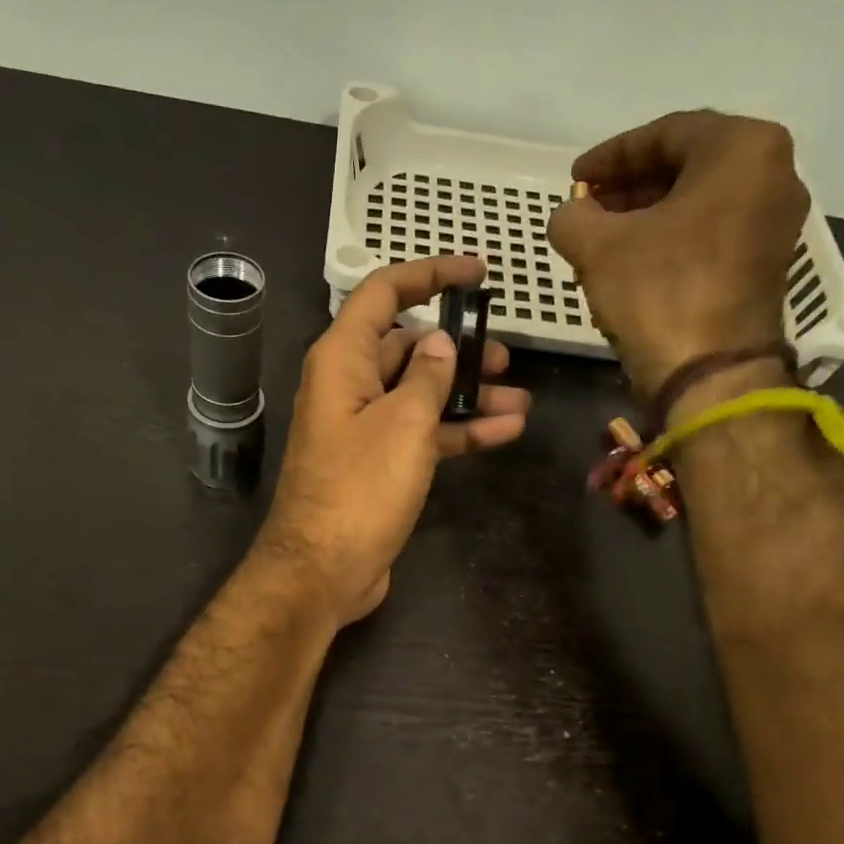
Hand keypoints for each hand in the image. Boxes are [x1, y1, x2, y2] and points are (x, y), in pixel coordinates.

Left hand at [253, 256, 530, 626]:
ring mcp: (362, 429)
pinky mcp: (377, 467)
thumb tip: (438, 341)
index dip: (430, 274)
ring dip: (468, 395)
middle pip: (405, 347)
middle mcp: (348, 387)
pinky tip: (505, 431)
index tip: (477, 273)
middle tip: (506, 355)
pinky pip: (420, 435)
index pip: (383, 293)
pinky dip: (457, 431)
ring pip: (419, 395)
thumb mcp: (404, 422)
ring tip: (520, 398)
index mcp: (342, 360)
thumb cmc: (360, 488)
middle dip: (457, 347)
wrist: (323, 570)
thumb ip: (429, 375)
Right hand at [548, 110, 809, 397]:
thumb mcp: (598, 248)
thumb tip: (569, 215)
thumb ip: (572, 217)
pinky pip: (709, 234)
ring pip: (697, 203)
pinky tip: (630, 262)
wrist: (710, 374)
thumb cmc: (659, 293)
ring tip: (600, 237)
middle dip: (628, 186)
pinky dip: (668, 239)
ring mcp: (773, 223)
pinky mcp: (764, 265)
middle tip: (586, 206)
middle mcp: (773, 173)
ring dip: (645, 215)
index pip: (665, 133)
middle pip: (686, 166)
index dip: (610, 155)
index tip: (572, 178)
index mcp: (743, 148)